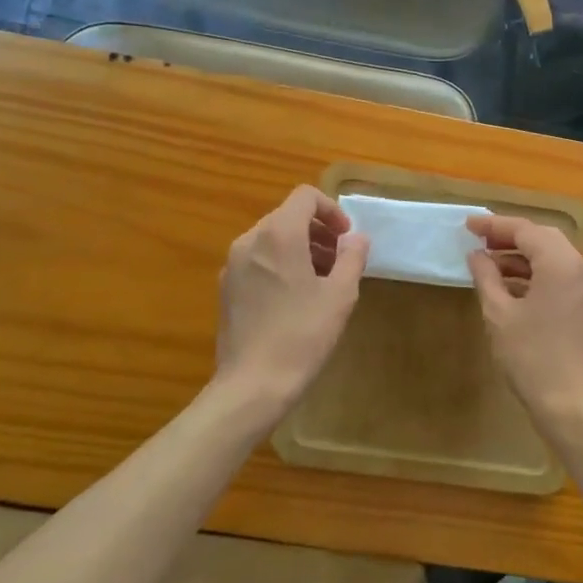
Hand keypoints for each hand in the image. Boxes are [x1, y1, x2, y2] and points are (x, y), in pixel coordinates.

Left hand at [215, 186, 369, 412]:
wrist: (252, 385)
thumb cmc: (302, 335)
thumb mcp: (340, 295)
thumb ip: (352, 257)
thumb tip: (356, 238)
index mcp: (278, 234)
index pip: (305, 197)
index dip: (331, 210)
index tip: (347, 238)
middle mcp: (250, 241)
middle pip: (287, 216)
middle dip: (318, 232)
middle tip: (340, 261)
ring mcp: (233, 265)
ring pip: (272, 239)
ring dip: (300, 248)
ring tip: (322, 281)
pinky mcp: (226, 289)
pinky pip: (258, 261)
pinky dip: (280, 265)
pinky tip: (295, 299)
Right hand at [465, 215, 582, 423]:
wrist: (576, 408)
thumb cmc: (533, 357)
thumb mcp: (500, 315)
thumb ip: (487, 277)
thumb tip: (477, 256)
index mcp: (561, 263)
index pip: (526, 230)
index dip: (495, 225)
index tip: (468, 225)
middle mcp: (582, 269)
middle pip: (544, 239)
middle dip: (511, 237)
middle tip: (480, 242)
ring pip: (554, 259)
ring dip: (523, 258)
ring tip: (489, 265)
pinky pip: (561, 278)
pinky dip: (537, 276)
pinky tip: (511, 289)